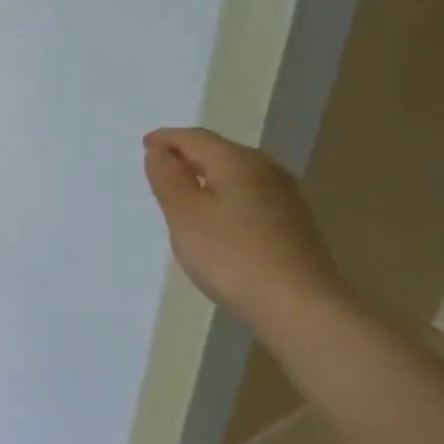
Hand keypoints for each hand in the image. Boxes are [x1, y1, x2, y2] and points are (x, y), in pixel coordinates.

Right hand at [143, 127, 351, 333]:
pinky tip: (218, 218)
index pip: (195, 138)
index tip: (144, 144)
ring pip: (237, 174)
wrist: (298, 305)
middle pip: (219, 152)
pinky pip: (249, 195)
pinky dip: (225, 195)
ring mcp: (284, 196)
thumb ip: (168, 179)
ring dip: (207, 176)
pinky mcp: (293, 222)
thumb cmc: (231, 256)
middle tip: (161, 167)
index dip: (167, 139)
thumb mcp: (185, 216)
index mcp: (237, 161)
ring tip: (184, 192)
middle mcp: (266, 169)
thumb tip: (159, 151)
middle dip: (188, 155)